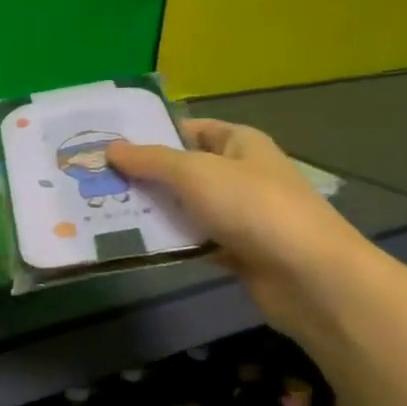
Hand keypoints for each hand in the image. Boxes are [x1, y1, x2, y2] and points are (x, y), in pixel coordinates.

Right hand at [107, 119, 369, 330]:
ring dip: (153, 210)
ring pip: (186, 207)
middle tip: (97, 180)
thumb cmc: (253, 208)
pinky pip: (194, 240)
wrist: (309, 276)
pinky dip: (171, 242)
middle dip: (144, 175)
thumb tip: (110, 149)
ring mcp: (240, 215)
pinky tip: (136, 244)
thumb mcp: (195, 173)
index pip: (190, 129)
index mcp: (240, 143)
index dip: (153, 132)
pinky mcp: (237, 251)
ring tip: (104, 210)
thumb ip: (151, 160)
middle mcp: (241, 174)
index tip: (110, 143)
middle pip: (184, 169)